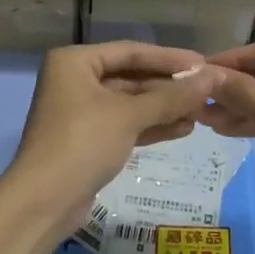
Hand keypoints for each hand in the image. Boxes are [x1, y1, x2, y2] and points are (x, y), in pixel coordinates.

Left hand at [7, 41, 221, 238]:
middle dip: (168, 86)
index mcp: (75, 62)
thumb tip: (210, 79)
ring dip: (164, 108)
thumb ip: (171, 97)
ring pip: (130, 103)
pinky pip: (125, 124)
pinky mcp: (88, 140)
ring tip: (201, 112)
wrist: (44, 202)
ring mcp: (81, 112)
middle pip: (130, 77)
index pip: (130, 51)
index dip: (169, 57)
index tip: (203, 64)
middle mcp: (75, 80)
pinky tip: (183, 129)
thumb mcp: (129, 116)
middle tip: (207, 91)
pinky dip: (151, 126)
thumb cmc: (82, 143)